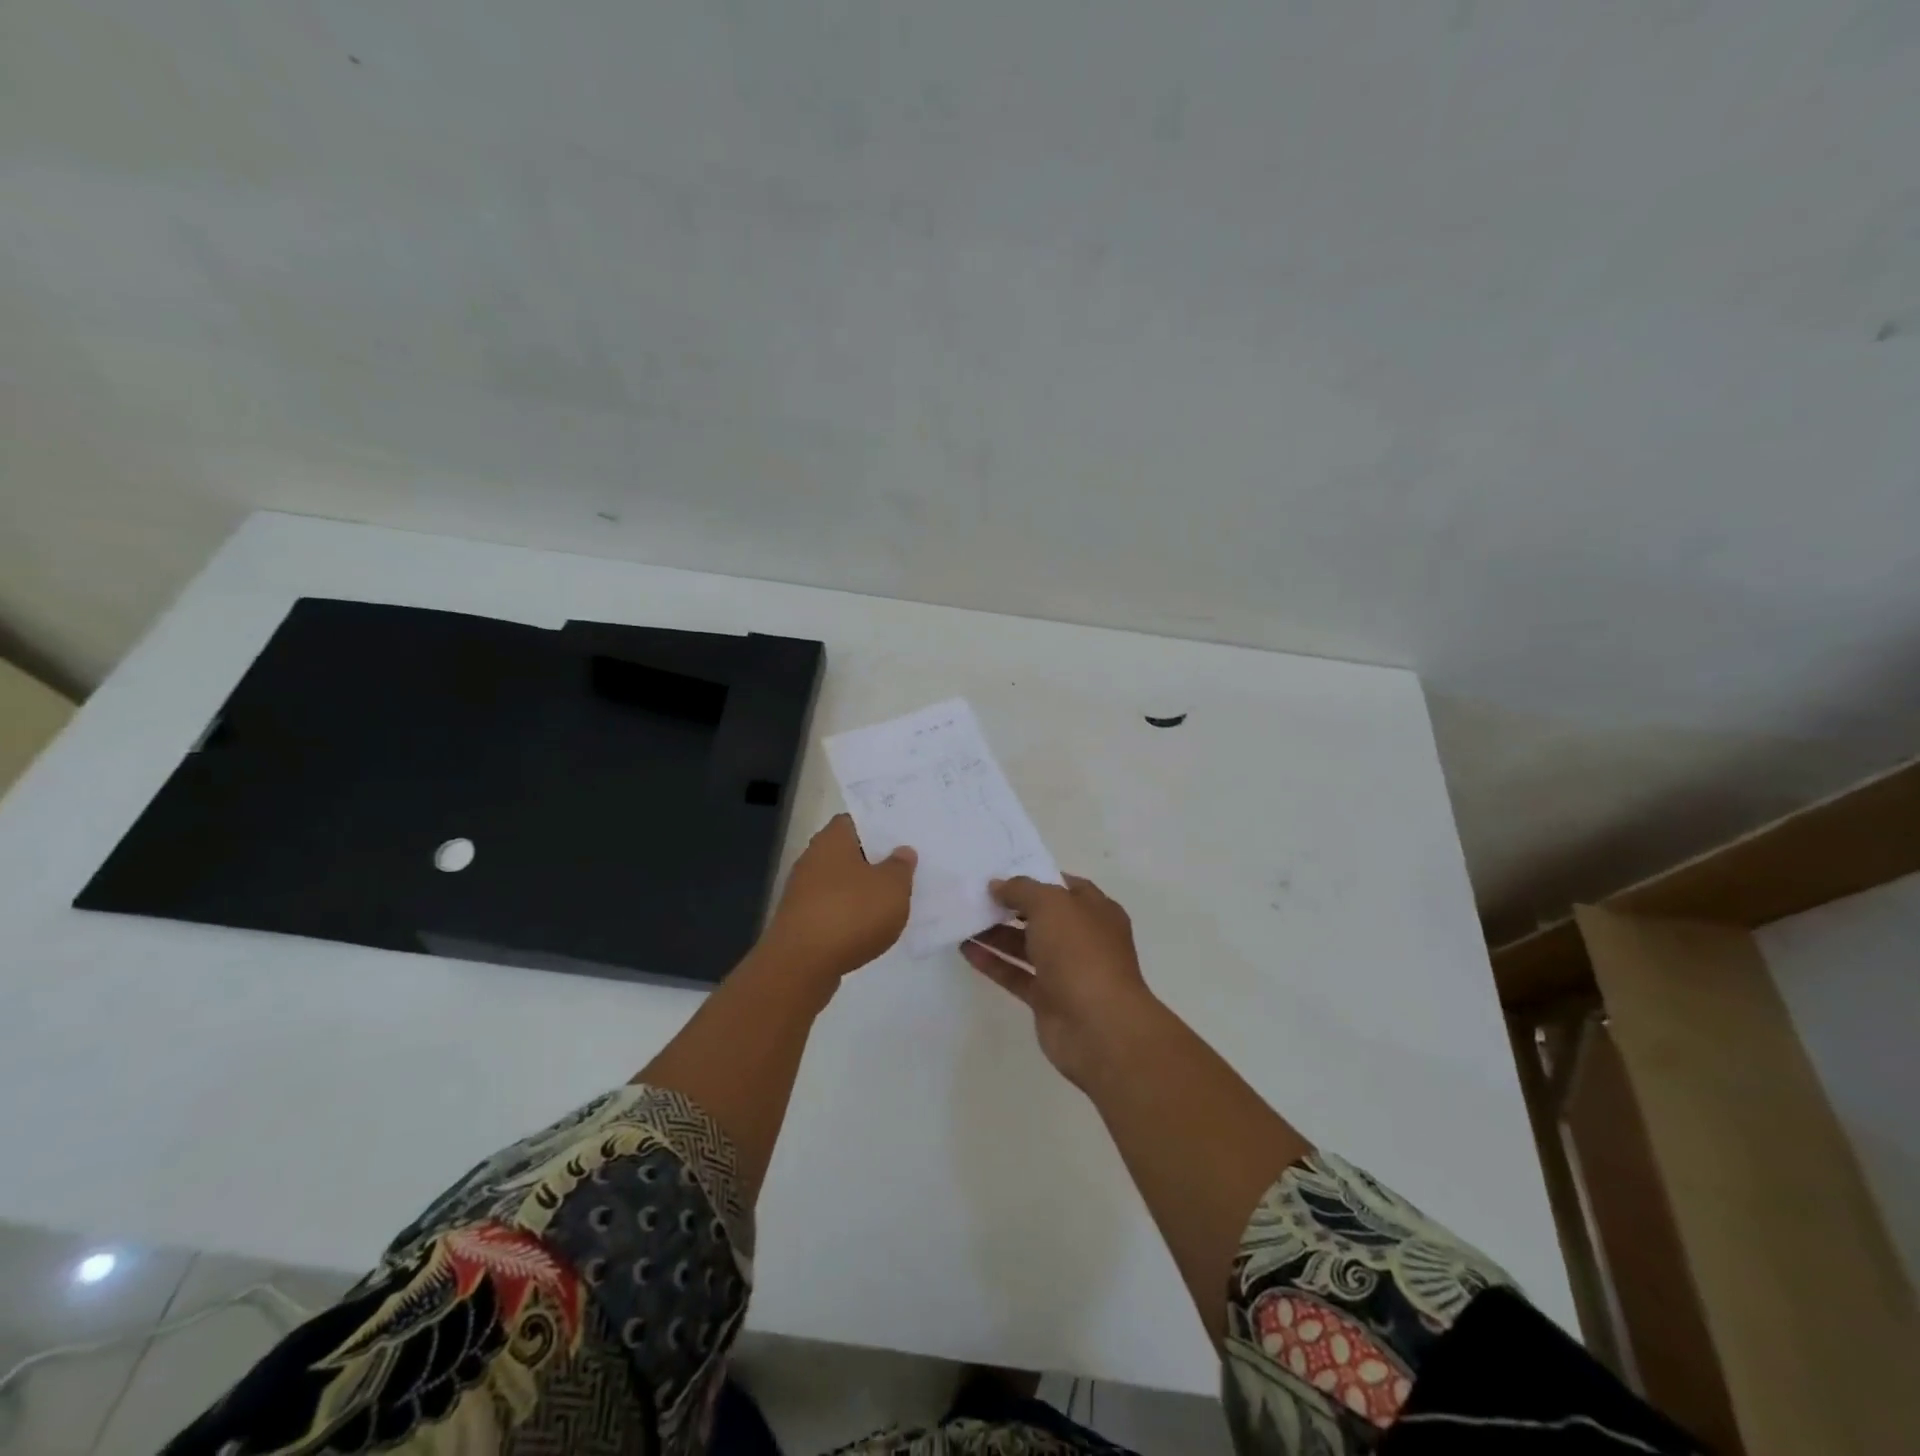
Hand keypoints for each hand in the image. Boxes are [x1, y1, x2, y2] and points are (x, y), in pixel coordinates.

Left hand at [760, 815, 915, 983]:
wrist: (801, 965)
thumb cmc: (851, 913)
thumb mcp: (892, 887)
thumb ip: (901, 866)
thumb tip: (902, 851)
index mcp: (833, 839)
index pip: (856, 820)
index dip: (879, 826)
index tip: (901, 837)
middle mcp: (812, 859)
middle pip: (847, 852)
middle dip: (873, 860)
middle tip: (903, 868)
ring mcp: (802, 891)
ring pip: (840, 882)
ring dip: (861, 890)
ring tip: (892, 900)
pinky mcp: (800, 921)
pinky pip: (832, 909)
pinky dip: (849, 915)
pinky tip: (869, 928)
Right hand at [962, 874, 1160, 1088]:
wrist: (1099, 1027)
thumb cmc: (1081, 953)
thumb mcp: (1051, 905)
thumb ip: (1022, 890)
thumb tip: (998, 885)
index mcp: (1096, 911)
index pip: (1064, 886)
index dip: (1035, 878)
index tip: (1001, 874)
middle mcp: (1083, 938)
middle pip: (1042, 917)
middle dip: (1011, 906)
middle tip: (975, 896)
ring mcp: (1066, 971)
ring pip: (1026, 946)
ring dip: (997, 934)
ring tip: (963, 920)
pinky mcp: (1047, 1000)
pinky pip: (1016, 975)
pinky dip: (993, 963)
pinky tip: (966, 950)